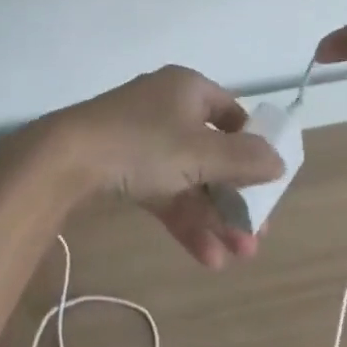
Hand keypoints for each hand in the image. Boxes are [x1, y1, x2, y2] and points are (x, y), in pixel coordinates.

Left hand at [45, 68, 284, 269]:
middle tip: (254, 234)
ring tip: (237, 257)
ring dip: (214, 217)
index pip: (232, 113)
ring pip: (190, 179)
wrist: (68, 159)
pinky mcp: (125, 167)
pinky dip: (185, 220)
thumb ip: (245, 160)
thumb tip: (279, 161)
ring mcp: (145, 139)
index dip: (252, 145)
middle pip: (213, 152)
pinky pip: (165, 192)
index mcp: (189, 89)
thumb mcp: (201, 153)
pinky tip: (207, 257)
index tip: (266, 181)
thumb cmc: (145, 144)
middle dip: (235, 197)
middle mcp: (169, 108)